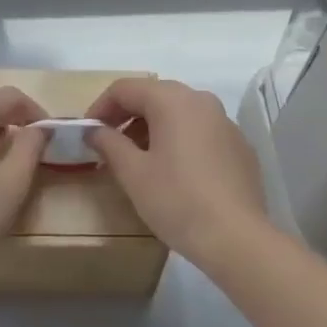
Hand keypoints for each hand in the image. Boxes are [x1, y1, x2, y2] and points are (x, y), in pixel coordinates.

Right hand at [83, 77, 269, 271]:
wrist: (237, 238)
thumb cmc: (177, 200)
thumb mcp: (133, 173)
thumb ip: (109, 144)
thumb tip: (95, 131)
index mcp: (172, 99)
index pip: (125, 88)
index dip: (100, 107)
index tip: (88, 133)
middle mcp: (201, 100)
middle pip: (154, 96)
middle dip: (127, 117)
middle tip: (108, 146)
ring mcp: (224, 121)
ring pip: (179, 113)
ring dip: (152, 129)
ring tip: (138, 161)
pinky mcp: (239, 145)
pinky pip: (200, 131)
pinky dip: (179, 140)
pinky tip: (174, 172)